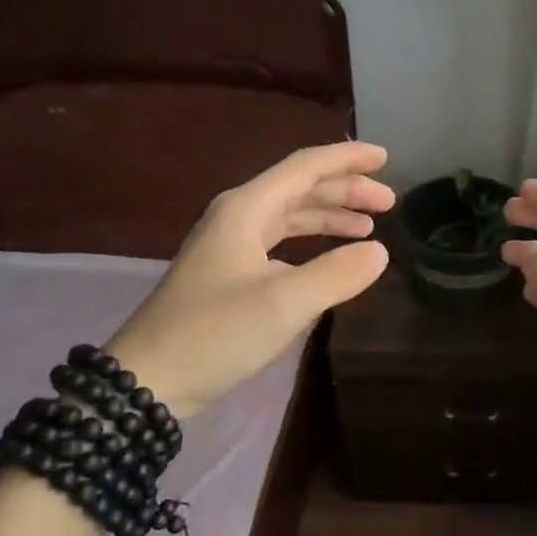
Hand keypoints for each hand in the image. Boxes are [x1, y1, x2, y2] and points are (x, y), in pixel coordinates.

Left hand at [106, 142, 394, 418]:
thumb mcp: (285, 303)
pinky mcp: (227, 273)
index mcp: (246, 209)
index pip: (304, 167)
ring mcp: (229, 246)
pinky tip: (329, 259)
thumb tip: (379, 252)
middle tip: (388, 202)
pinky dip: (310, 244)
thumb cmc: (216, 333)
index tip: (385, 157)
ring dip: (329, 217)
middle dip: (345, 190)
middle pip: (299, 189)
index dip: (346, 159)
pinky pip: (278, 243)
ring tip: (369, 227)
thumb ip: (337, 273)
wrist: (148, 378)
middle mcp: (237, 217)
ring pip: (289, 216)